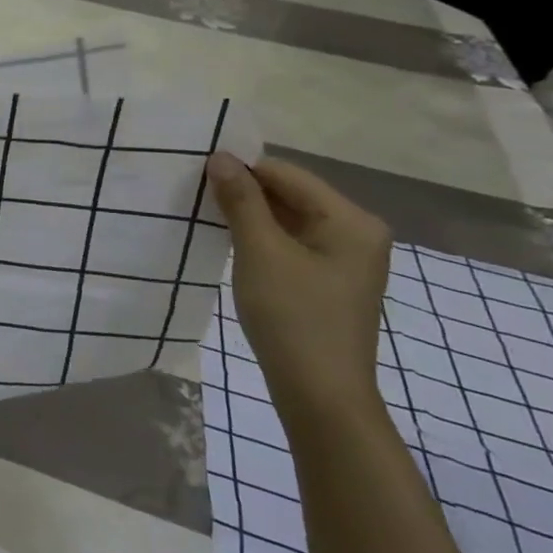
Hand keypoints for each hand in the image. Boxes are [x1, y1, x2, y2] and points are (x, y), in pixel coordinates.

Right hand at [206, 153, 391, 430]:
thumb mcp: (260, 252)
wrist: (320, 395)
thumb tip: (220, 157)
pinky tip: (230, 243)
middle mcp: (357, 232)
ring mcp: (345, 259)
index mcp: (351, 220)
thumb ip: (241, 200)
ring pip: (289, 219)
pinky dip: (261, 238)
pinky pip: (291, 243)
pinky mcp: (329, 280)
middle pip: (291, 194)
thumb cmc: (293, 317)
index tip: (196, 174)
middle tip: (195, 193)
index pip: (287, 174)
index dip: (242, 170)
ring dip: (250, 216)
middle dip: (245, 193)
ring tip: (206, 215)